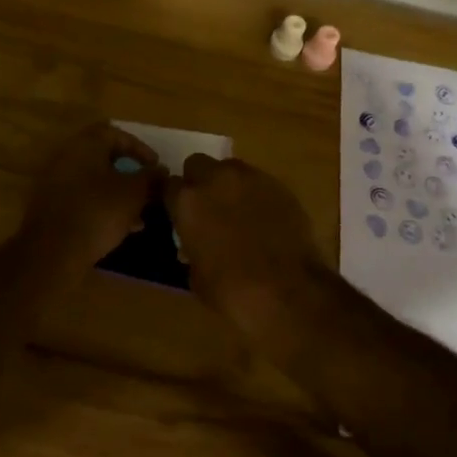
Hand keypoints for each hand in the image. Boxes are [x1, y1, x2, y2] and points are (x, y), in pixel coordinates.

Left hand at [21, 122, 163, 266]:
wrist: (53, 252)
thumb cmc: (98, 212)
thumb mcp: (133, 193)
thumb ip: (150, 178)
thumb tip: (161, 170)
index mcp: (85, 145)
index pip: (115, 133)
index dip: (140, 148)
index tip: (155, 167)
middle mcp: (67, 157)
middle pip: (104, 157)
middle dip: (130, 173)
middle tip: (148, 188)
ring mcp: (56, 182)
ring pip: (95, 181)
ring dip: (119, 193)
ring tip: (140, 214)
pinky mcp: (52, 207)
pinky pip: (84, 198)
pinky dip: (103, 206)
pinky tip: (121, 227)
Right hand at [165, 155, 333, 340]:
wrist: (287, 292)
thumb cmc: (232, 290)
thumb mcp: (196, 274)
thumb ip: (191, 246)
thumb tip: (195, 242)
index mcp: (187, 201)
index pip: (169, 186)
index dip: (174, 200)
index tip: (179, 213)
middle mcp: (215, 179)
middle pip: (198, 164)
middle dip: (199, 181)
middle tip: (207, 206)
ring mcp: (249, 178)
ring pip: (230, 168)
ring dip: (228, 184)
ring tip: (237, 210)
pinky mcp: (278, 185)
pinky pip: (258, 182)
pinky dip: (255, 194)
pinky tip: (263, 218)